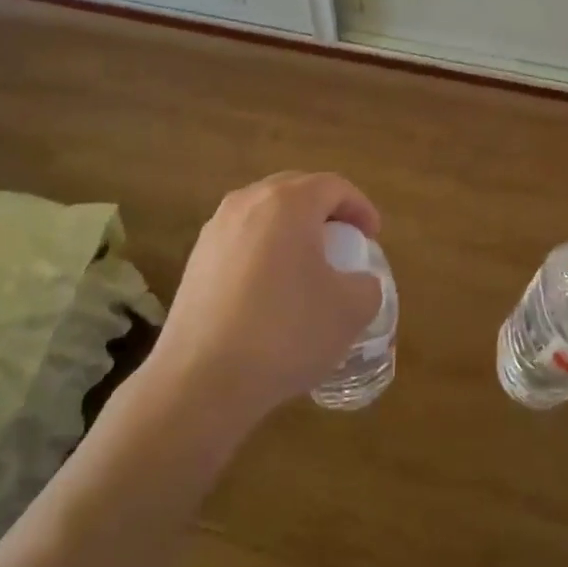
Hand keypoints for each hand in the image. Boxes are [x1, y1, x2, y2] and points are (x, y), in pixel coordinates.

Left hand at [145, 172, 383, 436]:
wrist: (202, 379)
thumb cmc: (286, 333)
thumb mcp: (350, 311)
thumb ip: (366, 286)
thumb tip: (357, 283)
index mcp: (288, 203)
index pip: (334, 186)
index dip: (360, 207)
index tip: (372, 236)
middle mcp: (247, 203)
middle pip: (295, 190)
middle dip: (325, 211)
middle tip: (344, 242)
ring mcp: (215, 230)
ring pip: (264, 214)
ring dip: (292, 230)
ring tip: (308, 265)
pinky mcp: (195, 260)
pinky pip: (241, 240)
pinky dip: (264, 251)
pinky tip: (271, 290)